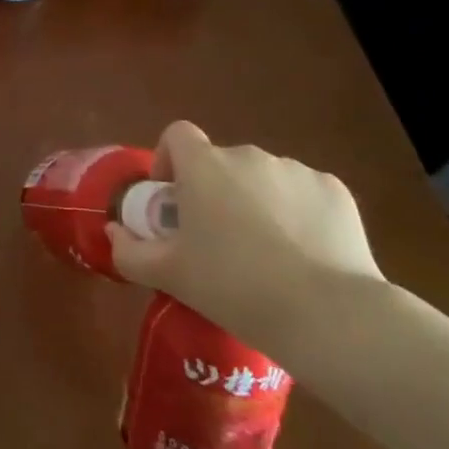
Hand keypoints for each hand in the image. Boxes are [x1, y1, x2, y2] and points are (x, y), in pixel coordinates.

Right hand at [106, 121, 385, 359]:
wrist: (326, 314)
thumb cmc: (233, 287)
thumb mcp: (169, 275)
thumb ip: (129, 250)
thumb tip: (114, 230)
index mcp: (204, 166)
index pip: (177, 134)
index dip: (169, 160)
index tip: (173, 201)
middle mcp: (248, 155)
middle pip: (221, 162)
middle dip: (214, 191)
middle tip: (217, 241)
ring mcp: (295, 170)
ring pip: (263, 178)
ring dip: (255, 202)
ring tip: (265, 254)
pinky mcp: (334, 191)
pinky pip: (303, 194)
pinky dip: (297, 214)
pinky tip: (304, 255)